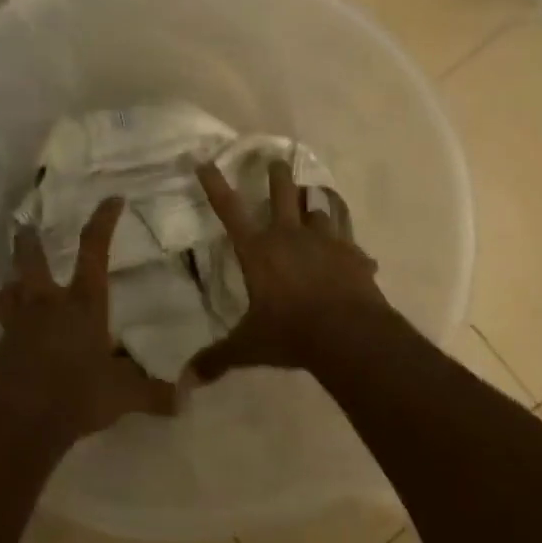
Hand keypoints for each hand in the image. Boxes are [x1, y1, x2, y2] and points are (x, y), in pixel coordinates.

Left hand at [0, 196, 176, 449]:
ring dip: (11, 285)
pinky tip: (15, 343)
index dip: (103, 222)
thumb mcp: (123, 396)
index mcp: (82, 304)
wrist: (19, 422)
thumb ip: (154, 394)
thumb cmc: (77, 395)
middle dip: (29, 242)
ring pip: (7, 292)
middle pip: (31, 261)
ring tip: (14, 284)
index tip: (112, 199)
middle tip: (24, 227)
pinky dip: (8, 331)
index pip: (94, 250)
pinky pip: (2, 332)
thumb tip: (187, 398)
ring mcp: (17, 326)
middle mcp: (47, 305)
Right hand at [187, 159, 391, 381]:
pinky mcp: (353, 254)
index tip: (205, 162)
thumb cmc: (291, 333)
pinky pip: (350, 239)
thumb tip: (185, 381)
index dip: (215, 186)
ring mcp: (326, 241)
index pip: (229, 211)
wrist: (348, 334)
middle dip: (277, 175)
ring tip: (315, 197)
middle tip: (276, 160)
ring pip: (320, 209)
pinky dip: (349, 243)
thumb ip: (218, 359)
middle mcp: (290, 236)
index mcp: (259, 251)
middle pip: (283, 194)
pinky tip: (356, 252)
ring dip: (315, 204)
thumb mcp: (249, 346)